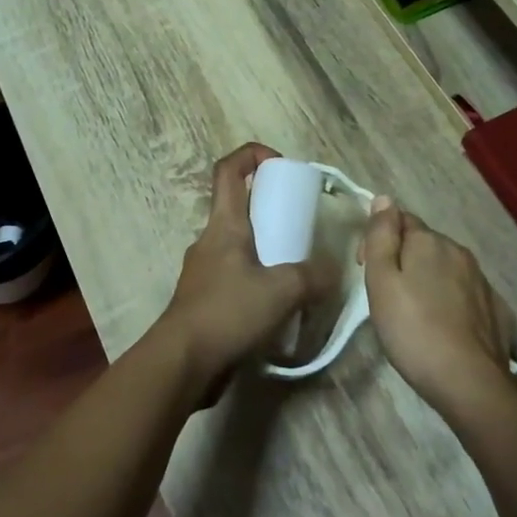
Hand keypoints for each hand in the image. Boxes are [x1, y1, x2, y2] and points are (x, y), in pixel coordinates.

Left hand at [151, 143, 334, 401]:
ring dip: (264, 248)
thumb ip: (314, 276)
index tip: (280, 165)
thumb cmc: (229, 312)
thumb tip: (333, 271)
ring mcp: (204, 271)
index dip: (252, 154)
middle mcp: (210, 240)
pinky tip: (277, 303)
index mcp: (224, 225)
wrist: (182, 362)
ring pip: (237, 244)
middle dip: (269, 207)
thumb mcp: (283, 290)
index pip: (228, 169)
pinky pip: (234, 276)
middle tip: (300, 224)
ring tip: (295, 268)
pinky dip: (256, 279)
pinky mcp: (204, 299)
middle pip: (236, 206)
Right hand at [357, 197, 513, 416]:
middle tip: (387, 295)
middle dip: (404, 259)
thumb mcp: (381, 281)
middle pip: (424, 244)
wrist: (469, 382)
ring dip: (429, 280)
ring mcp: (481, 281)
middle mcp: (459, 252)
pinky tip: (444, 326)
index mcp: (429, 241)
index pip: (400, 219)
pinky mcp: (496, 309)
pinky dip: (452, 301)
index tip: (365, 269)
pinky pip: (466, 294)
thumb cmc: (413, 329)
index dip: (378, 239)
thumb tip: (384, 198)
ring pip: (447, 268)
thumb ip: (381, 236)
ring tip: (414, 313)